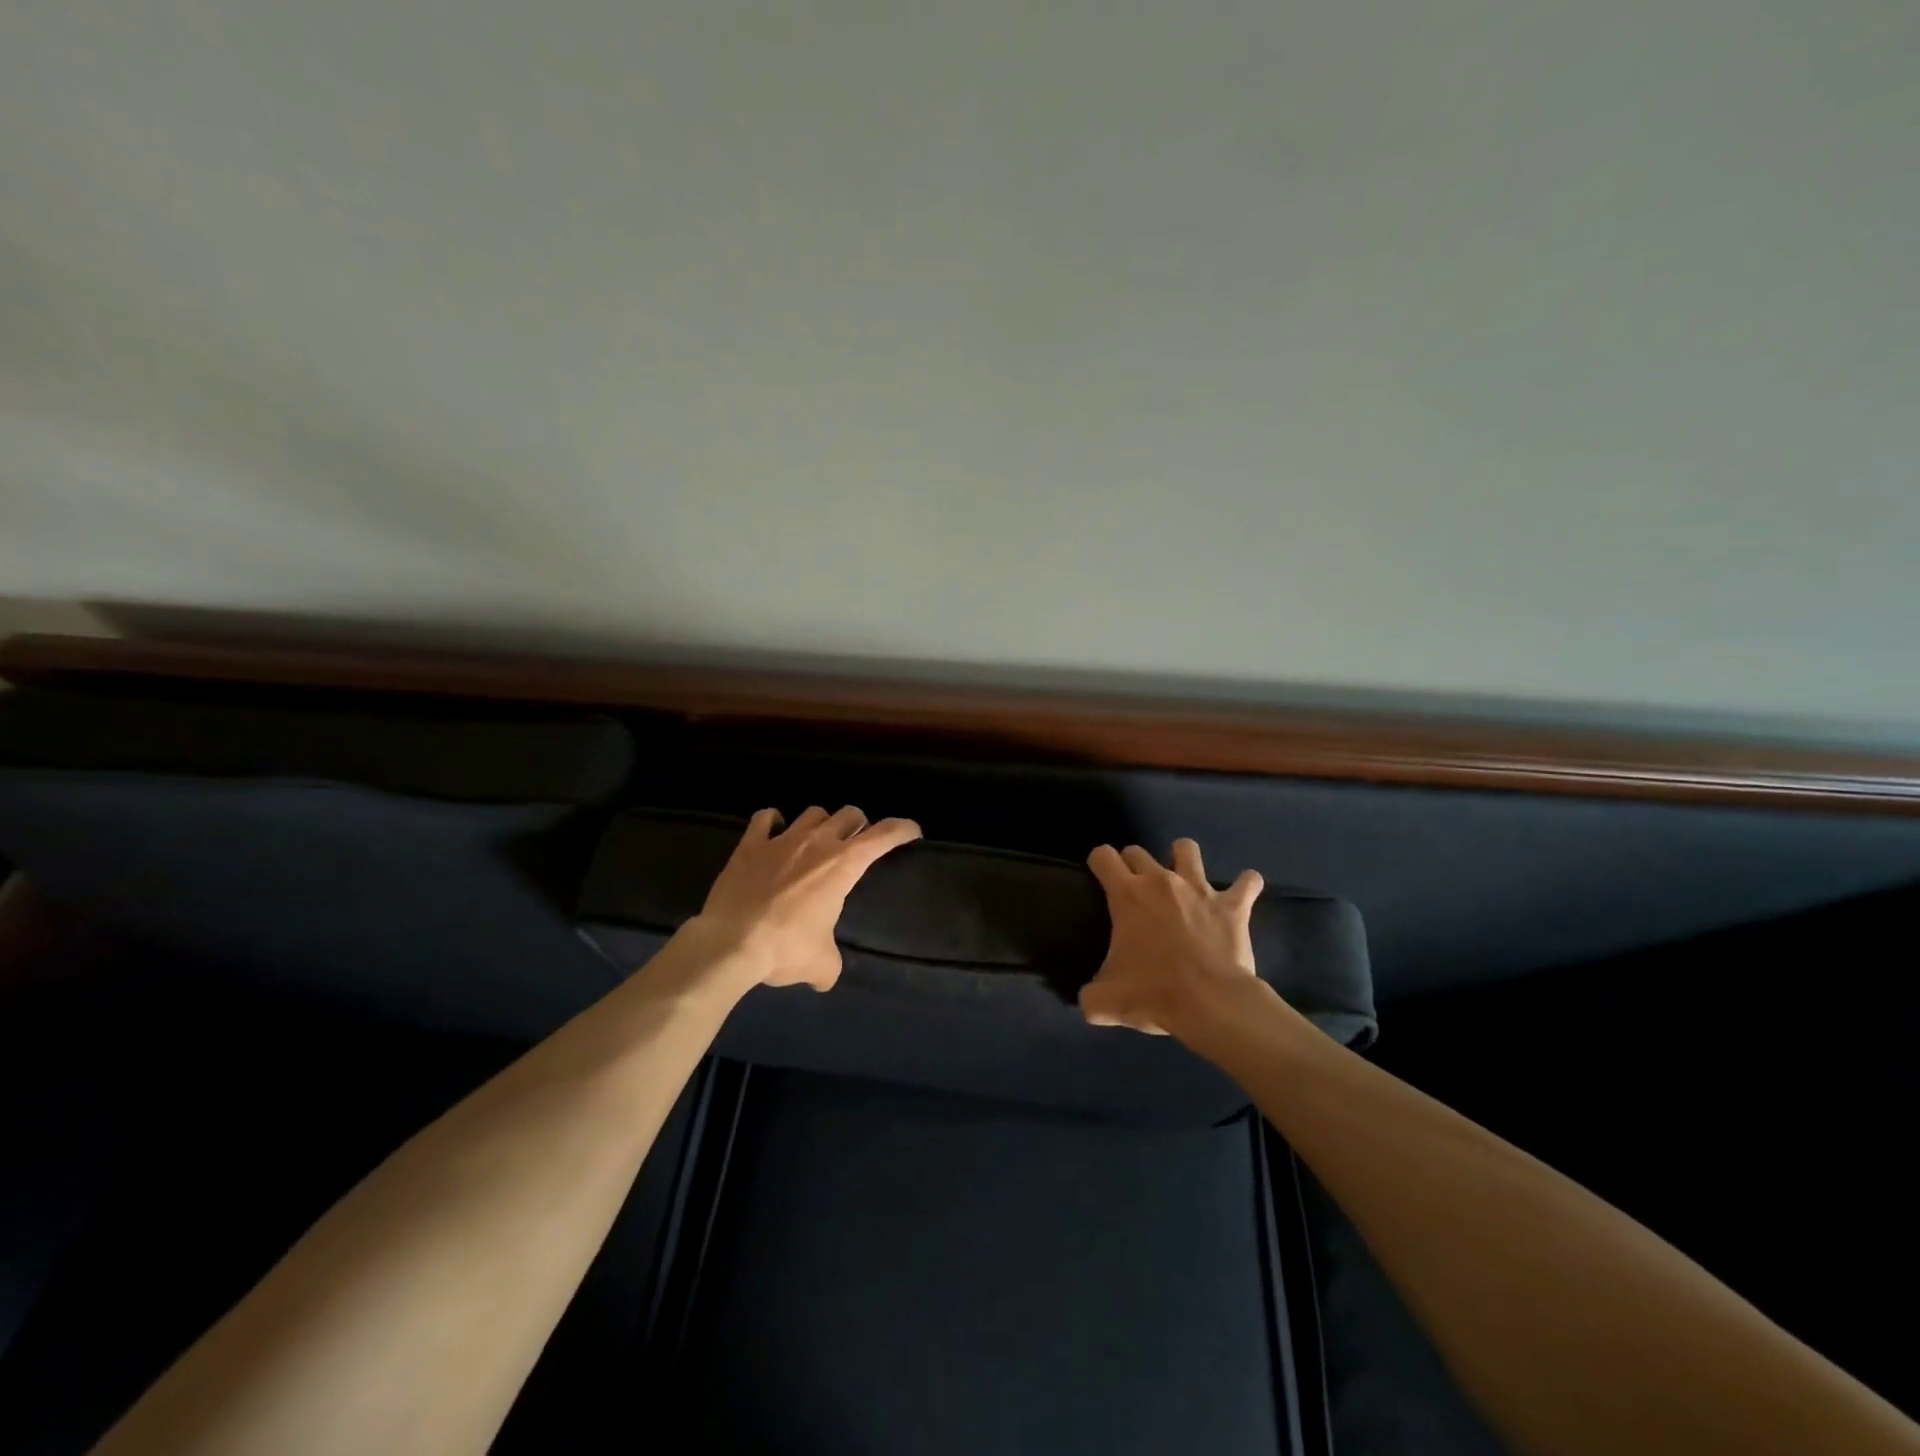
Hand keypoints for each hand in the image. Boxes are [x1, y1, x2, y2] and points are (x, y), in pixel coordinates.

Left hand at [686, 805, 921, 993]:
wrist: (730, 944)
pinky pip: (765, 818)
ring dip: (821, 823)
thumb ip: (830, 965)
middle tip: (856, 842)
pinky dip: (773, 822)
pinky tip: (773, 830)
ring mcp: (781, 840)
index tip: (912, 831)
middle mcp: (817, 843)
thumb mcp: (820, 964)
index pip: (883, 835)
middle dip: (858, 825)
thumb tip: (825, 978)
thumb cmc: (785, 949)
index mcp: (843, 865)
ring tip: (817, 839)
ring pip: (812, 812)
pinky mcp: (750, 845)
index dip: (902, 829)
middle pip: (849, 814)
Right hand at [1080, 839, 1263, 1035]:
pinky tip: (1242, 893)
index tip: (1100, 877)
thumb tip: (1086, 1002)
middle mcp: (1160, 881)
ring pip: (1187, 849)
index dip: (1099, 863)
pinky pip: (1247, 882)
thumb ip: (1090, 996)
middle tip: (1136, 890)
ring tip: (1183, 877)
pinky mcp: (1232, 905)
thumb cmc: (1154, 994)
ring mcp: (1199, 888)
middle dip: (1134, 864)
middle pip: (1138, 851)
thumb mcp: (1106, 1001)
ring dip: (1183, 859)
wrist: (1210, 1004)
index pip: (1103, 856)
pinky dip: (1245, 885)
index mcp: (1127, 895)